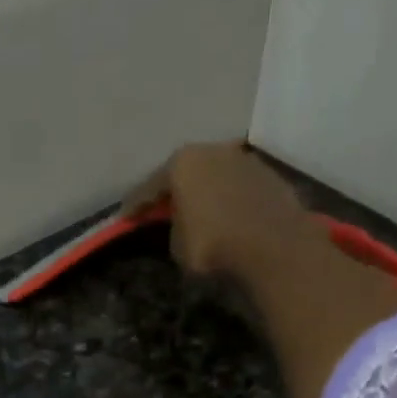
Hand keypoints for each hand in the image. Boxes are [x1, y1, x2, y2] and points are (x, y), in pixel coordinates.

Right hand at [124, 140, 327, 282]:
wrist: (273, 246)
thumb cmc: (214, 245)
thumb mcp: (178, 246)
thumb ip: (174, 228)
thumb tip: (184, 224)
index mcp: (182, 163)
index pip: (149, 187)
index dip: (135, 205)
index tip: (123, 217)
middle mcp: (213, 150)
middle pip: (186, 173)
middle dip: (174, 191)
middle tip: (162, 208)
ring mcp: (244, 159)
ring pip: (216, 176)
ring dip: (206, 193)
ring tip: (199, 212)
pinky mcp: (269, 176)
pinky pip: (238, 189)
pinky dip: (230, 200)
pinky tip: (228, 216)